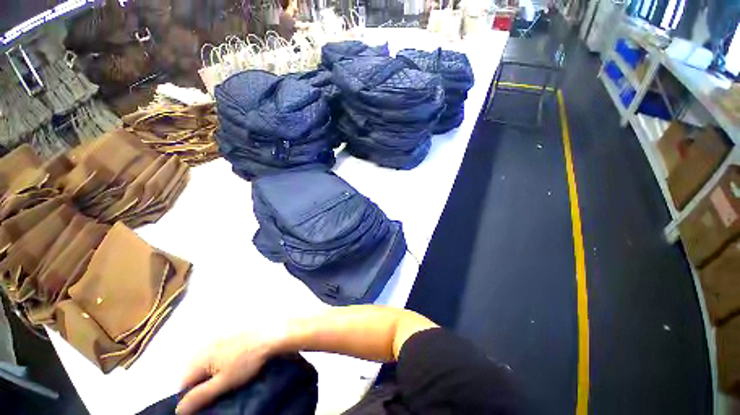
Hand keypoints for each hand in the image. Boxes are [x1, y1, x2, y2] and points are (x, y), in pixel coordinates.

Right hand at [176, 332, 278, 413]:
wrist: (271, 335)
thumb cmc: (247, 360)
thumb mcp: (224, 382)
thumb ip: (200, 396)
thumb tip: (178, 410)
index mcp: (199, 357)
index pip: (183, 383)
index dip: (193, 394)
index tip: (210, 397)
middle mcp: (204, 345)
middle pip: (194, 371)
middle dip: (203, 382)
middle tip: (221, 387)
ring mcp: (217, 338)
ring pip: (206, 361)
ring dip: (212, 371)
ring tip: (231, 375)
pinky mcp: (230, 334)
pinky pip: (218, 351)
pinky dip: (222, 360)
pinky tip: (236, 361)